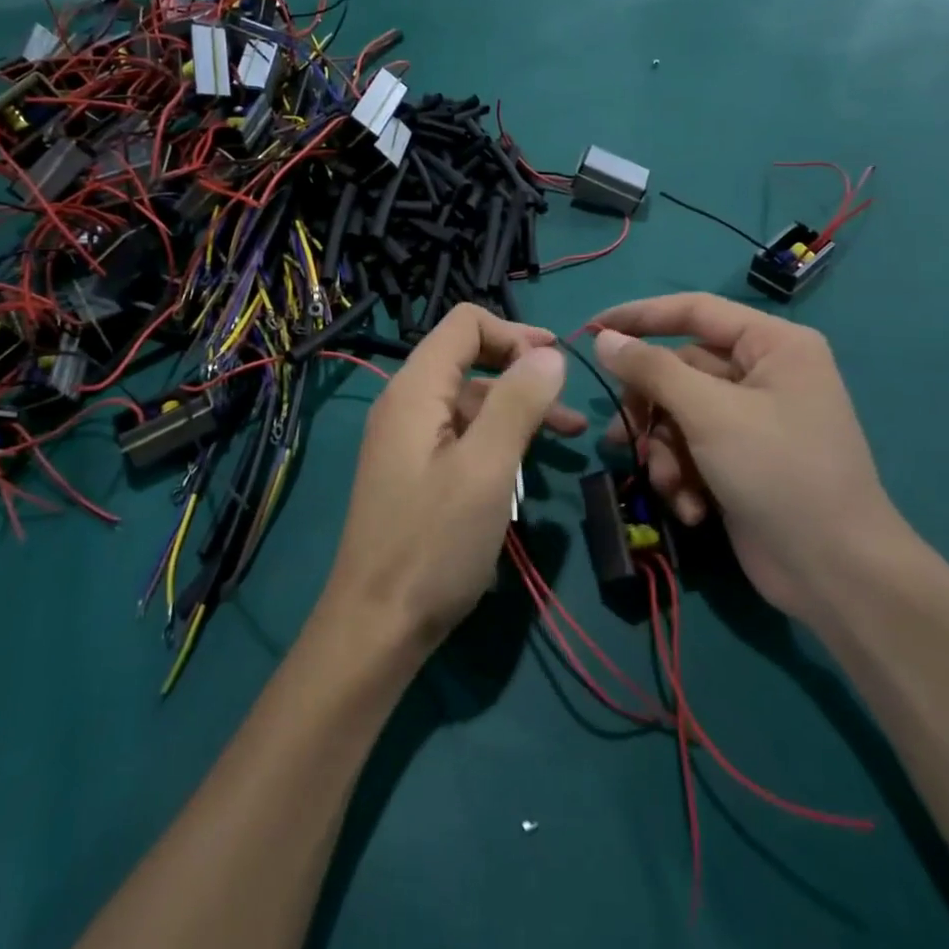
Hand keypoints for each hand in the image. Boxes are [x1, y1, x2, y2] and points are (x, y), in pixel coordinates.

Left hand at [323, 304, 585, 651]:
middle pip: (469, 359)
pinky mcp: (417, 471)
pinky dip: (499, 438)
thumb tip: (549, 354)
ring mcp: (410, 439)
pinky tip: (530, 462)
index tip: (556, 363)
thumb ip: (518, 402)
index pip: (464, 324)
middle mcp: (407, 404)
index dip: (514, 333)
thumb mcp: (486, 468)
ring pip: (471, 401)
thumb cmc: (434, 542)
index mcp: (416, 389)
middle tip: (570, 401)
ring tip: (571, 435)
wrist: (377, 624)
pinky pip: (463, 435)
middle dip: (522, 371)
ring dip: (519, 408)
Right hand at [589, 293, 904, 619]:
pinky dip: (682, 475)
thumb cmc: (779, 472)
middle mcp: (763, 374)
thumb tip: (603, 337)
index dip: (639, 316)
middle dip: (652, 411)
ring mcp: (752, 420)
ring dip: (664, 451)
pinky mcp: (740, 460)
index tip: (591, 329)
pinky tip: (691, 507)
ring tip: (667, 483)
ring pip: (678, 415)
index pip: (693, 310)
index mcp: (772, 345)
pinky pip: (692, 449)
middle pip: (678, 370)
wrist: (835, 573)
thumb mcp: (709, 413)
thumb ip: (652, 370)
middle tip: (625, 435)